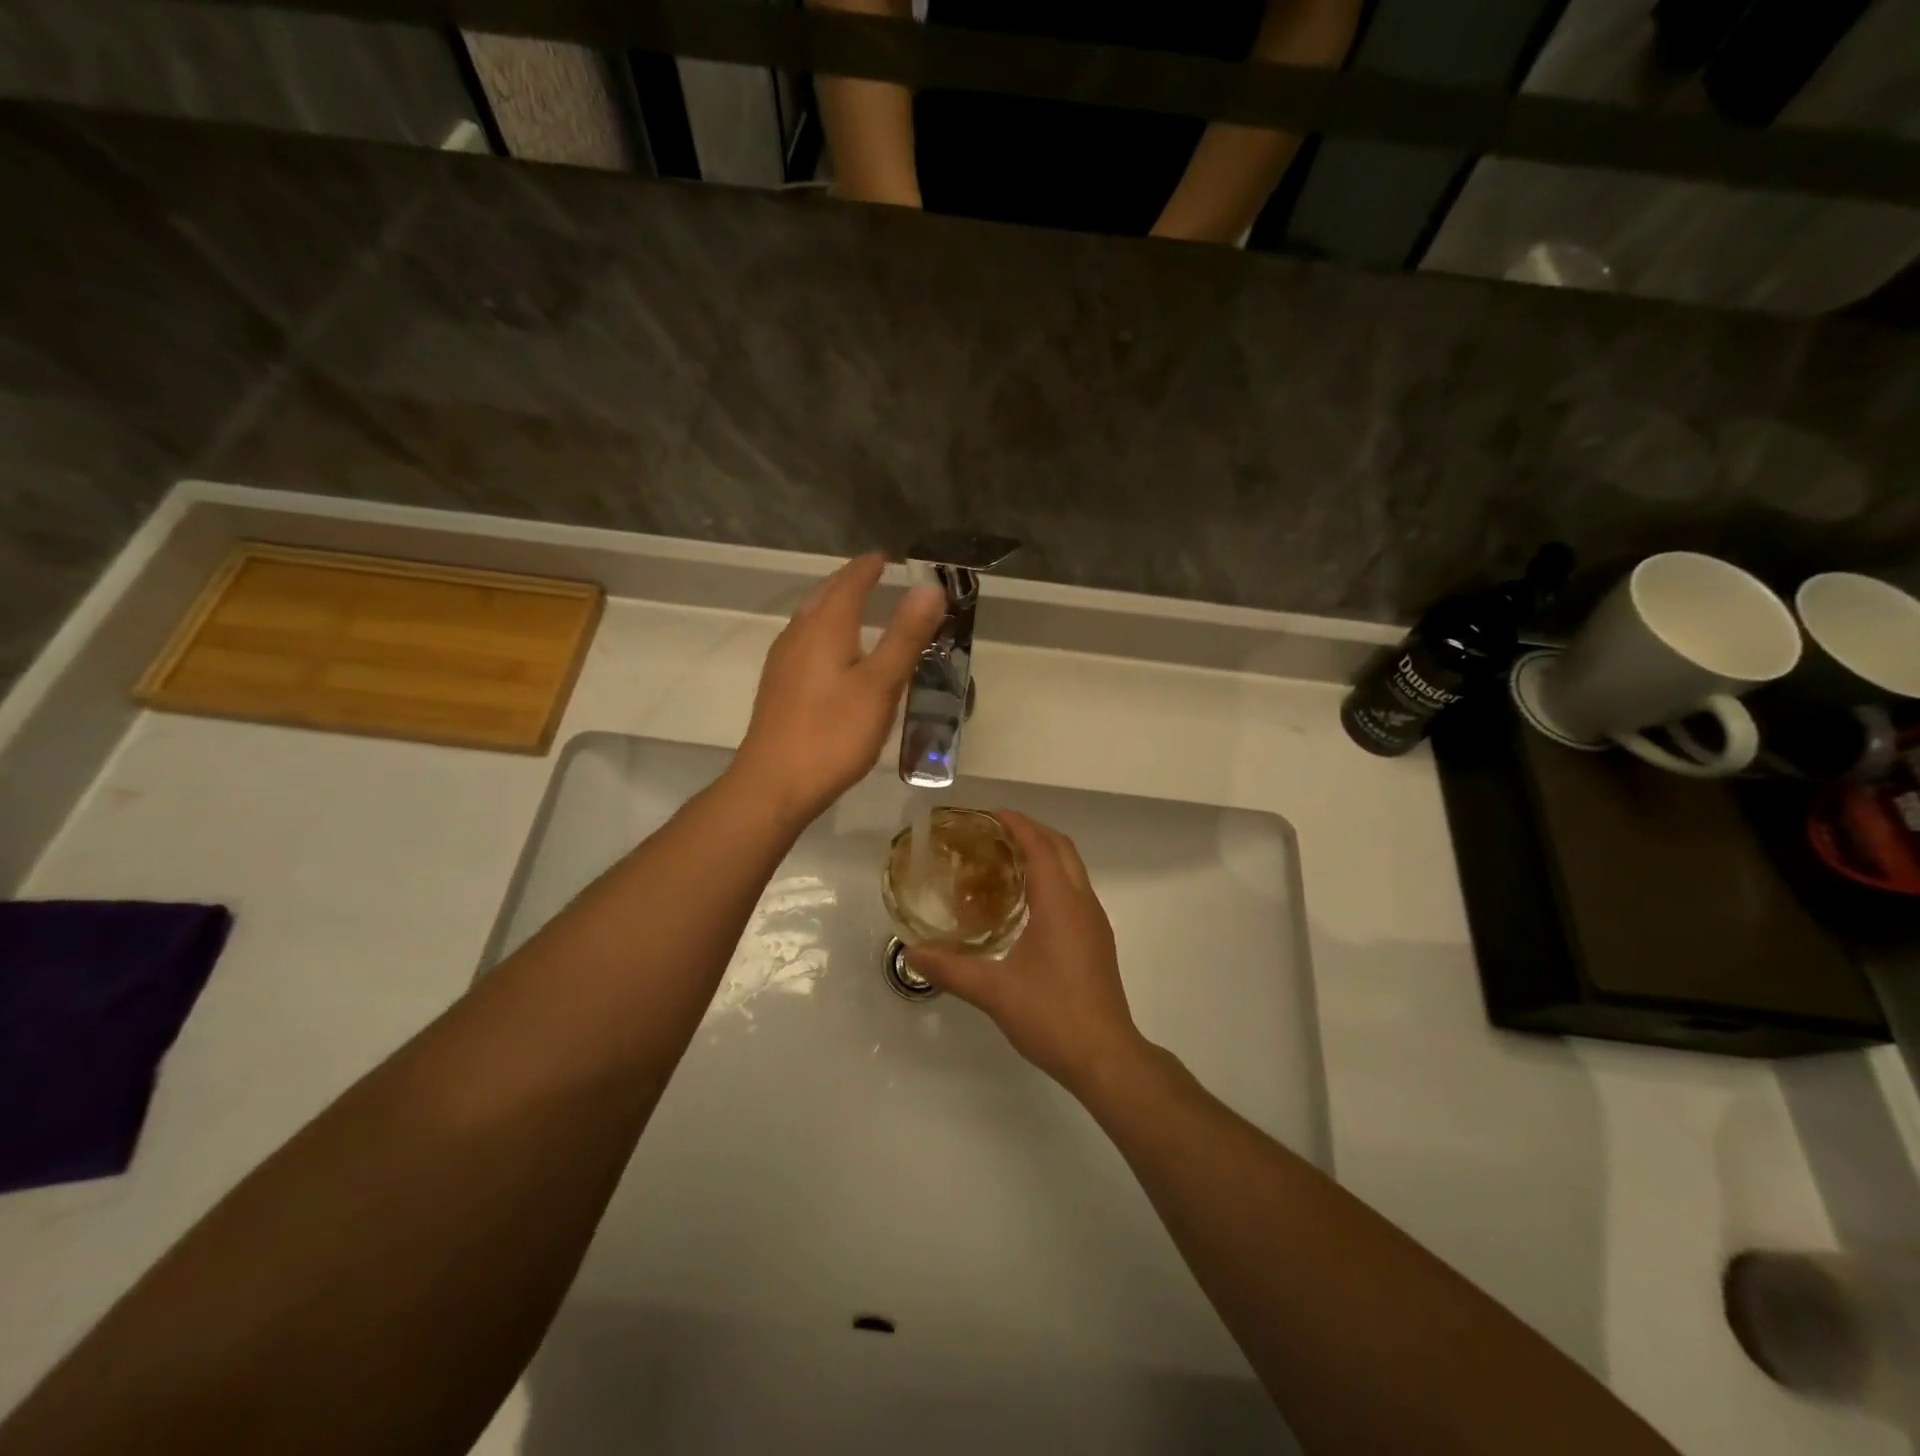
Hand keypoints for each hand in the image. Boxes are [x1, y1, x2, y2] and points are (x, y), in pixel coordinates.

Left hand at [734, 554, 945, 822]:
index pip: (849, 581)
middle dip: (851, 583)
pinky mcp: (778, 686)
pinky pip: (805, 642)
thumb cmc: (834, 733)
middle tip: (876, 578)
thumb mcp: (881, 685)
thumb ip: (905, 635)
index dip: (869, 567)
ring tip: (859, 610)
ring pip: (811, 619)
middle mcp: (798, 634)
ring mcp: (783, 661)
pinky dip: (826, 633)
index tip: (887, 558)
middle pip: (825, 595)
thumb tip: (930, 588)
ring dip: (835, 607)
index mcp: (825, 626)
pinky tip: (835, 656)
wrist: (775, 783)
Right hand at [907, 812, 1148, 1096]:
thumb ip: (951, 969)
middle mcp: (1083, 903)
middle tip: (994, 831)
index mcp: (1061, 903)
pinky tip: (1027, 901)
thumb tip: (911, 953)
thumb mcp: (994, 992)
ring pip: (1073, 869)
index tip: (988, 814)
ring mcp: (1095, 922)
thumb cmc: (1052, 1016)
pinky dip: (1053, 876)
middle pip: (1062, 848)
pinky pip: (1075, 890)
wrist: (1106, 1057)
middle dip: (1031, 831)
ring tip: (1006, 858)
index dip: (1016, 824)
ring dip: (1045, 853)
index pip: (1040, 846)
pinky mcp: (1097, 940)